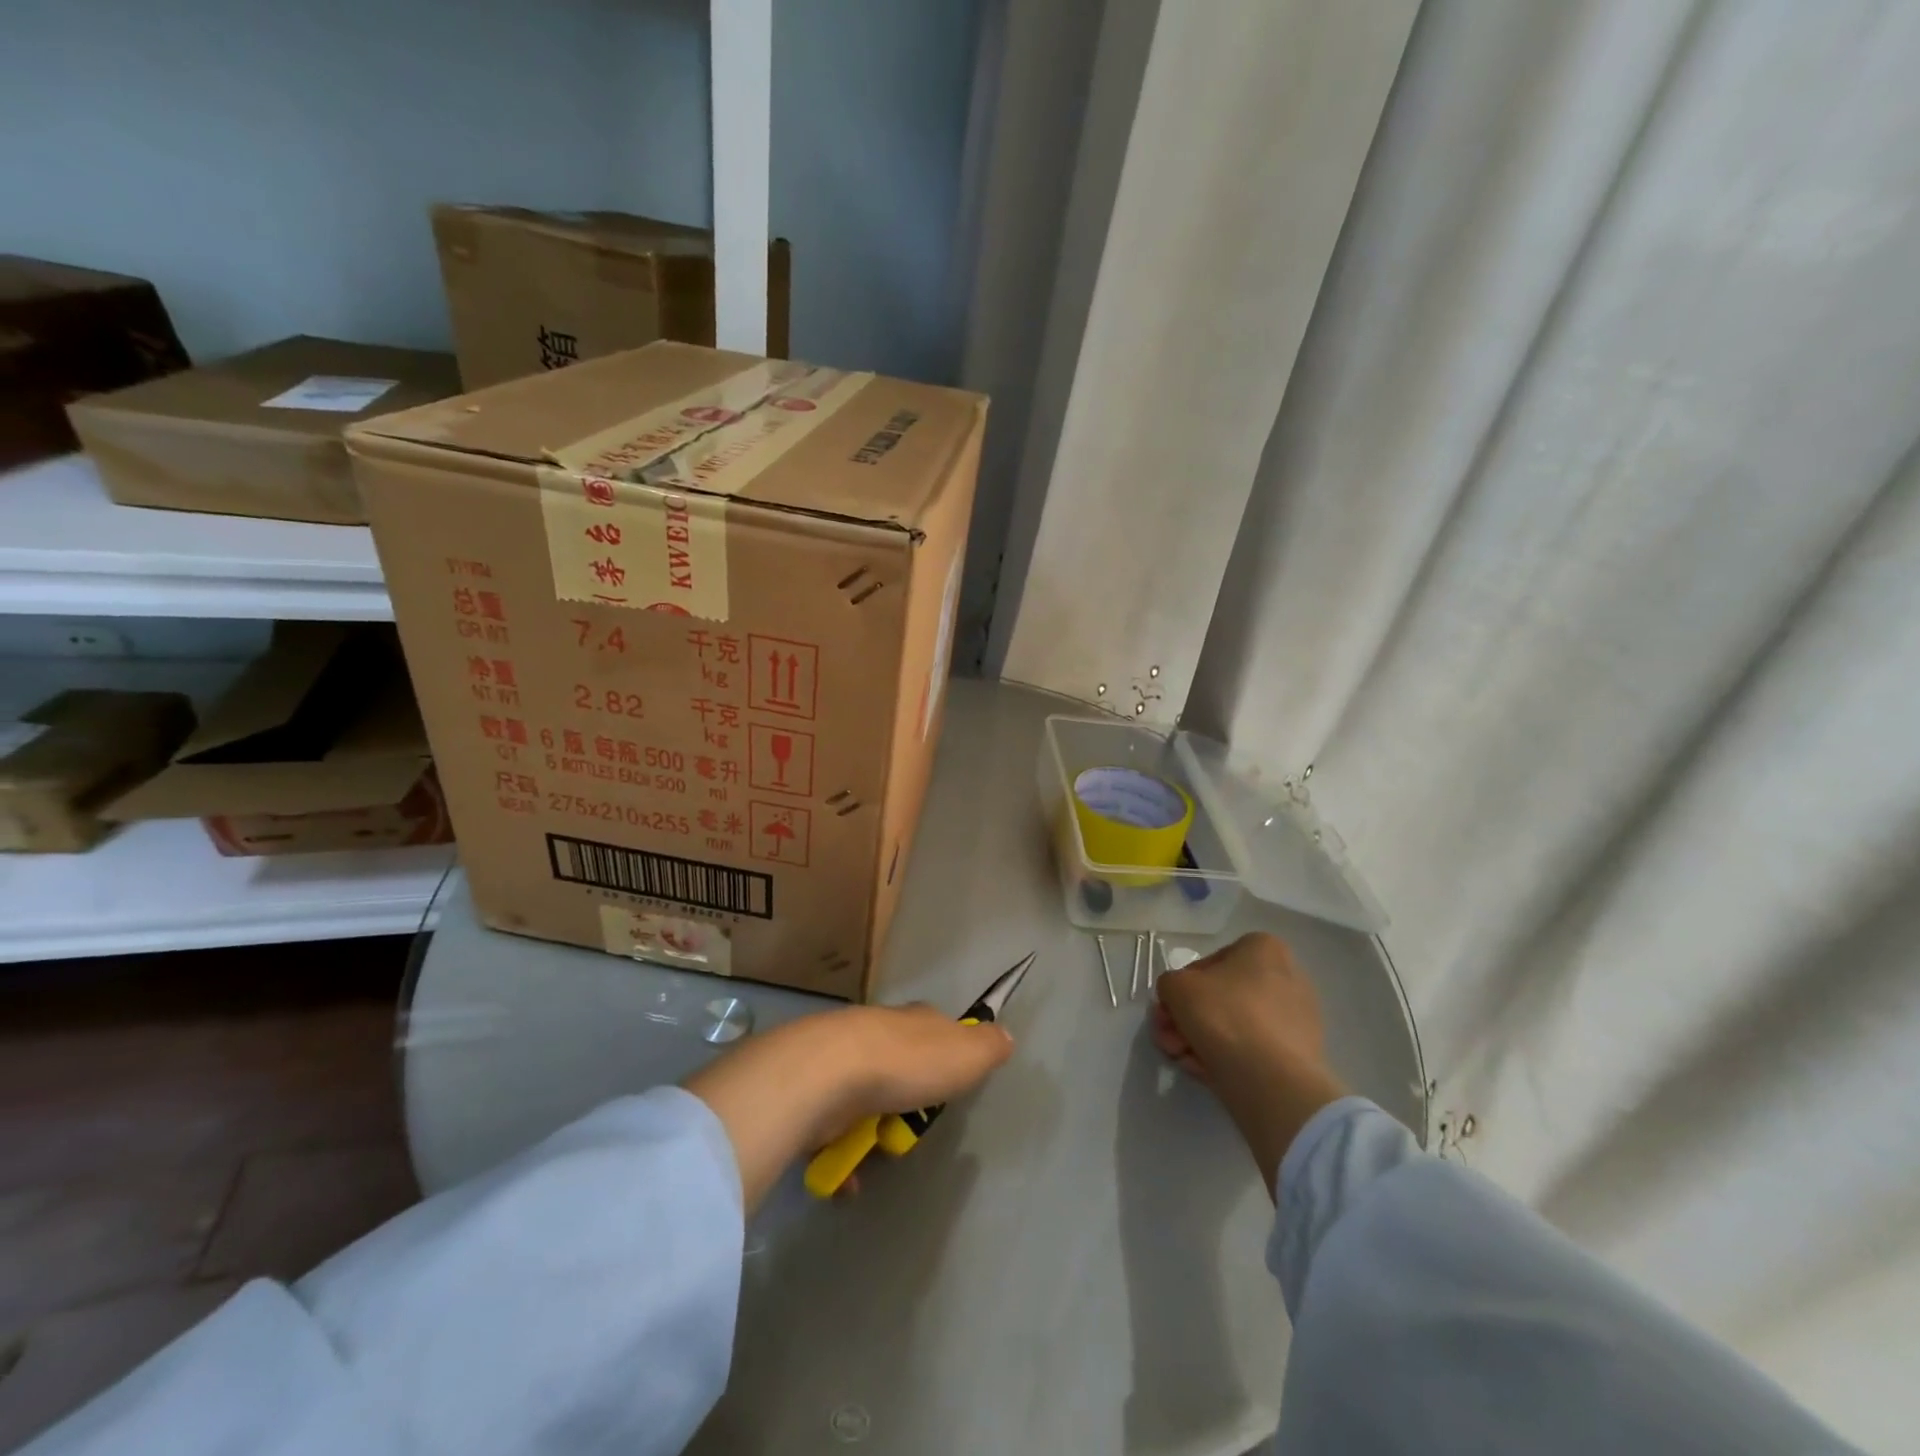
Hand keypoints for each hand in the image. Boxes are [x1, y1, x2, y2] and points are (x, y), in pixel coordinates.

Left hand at [683, 1005, 1011, 1212]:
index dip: (947, 1054)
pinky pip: (833, 1130)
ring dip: (873, 1132)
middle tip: (913, 1129)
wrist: (827, 1073)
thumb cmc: (907, 1063)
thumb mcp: (966, 1053)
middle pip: (901, 1067)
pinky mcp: (812, 1093)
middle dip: (908, 1102)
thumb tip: (1005, 1036)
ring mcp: (841, 1062)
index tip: (952, 1083)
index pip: (937, 1029)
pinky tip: (848, 1176)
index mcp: (915, 1020)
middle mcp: (878, 1032)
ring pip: (866, 1100)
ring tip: (879, 1153)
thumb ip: (988, 1046)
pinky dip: (842, 1154)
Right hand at [1152, 932, 1347, 1196]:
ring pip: (1235, 1027)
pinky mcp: (1303, 1060)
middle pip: (1221, 997)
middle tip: (1169, 1041)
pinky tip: (1207, 1077)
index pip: (1210, 963)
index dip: (1184, 990)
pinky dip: (1227, 1062)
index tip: (1170, 1015)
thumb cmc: (1223, 1019)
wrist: (1272, 1086)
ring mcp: (1301, 1021)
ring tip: (1184, 1063)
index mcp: (1264, 950)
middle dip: (1189, 1019)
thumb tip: (1178, 1004)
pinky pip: (1252, 1053)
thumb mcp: (1176, 988)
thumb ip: (1169, 985)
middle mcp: (1289, 978)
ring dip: (1203, 1042)